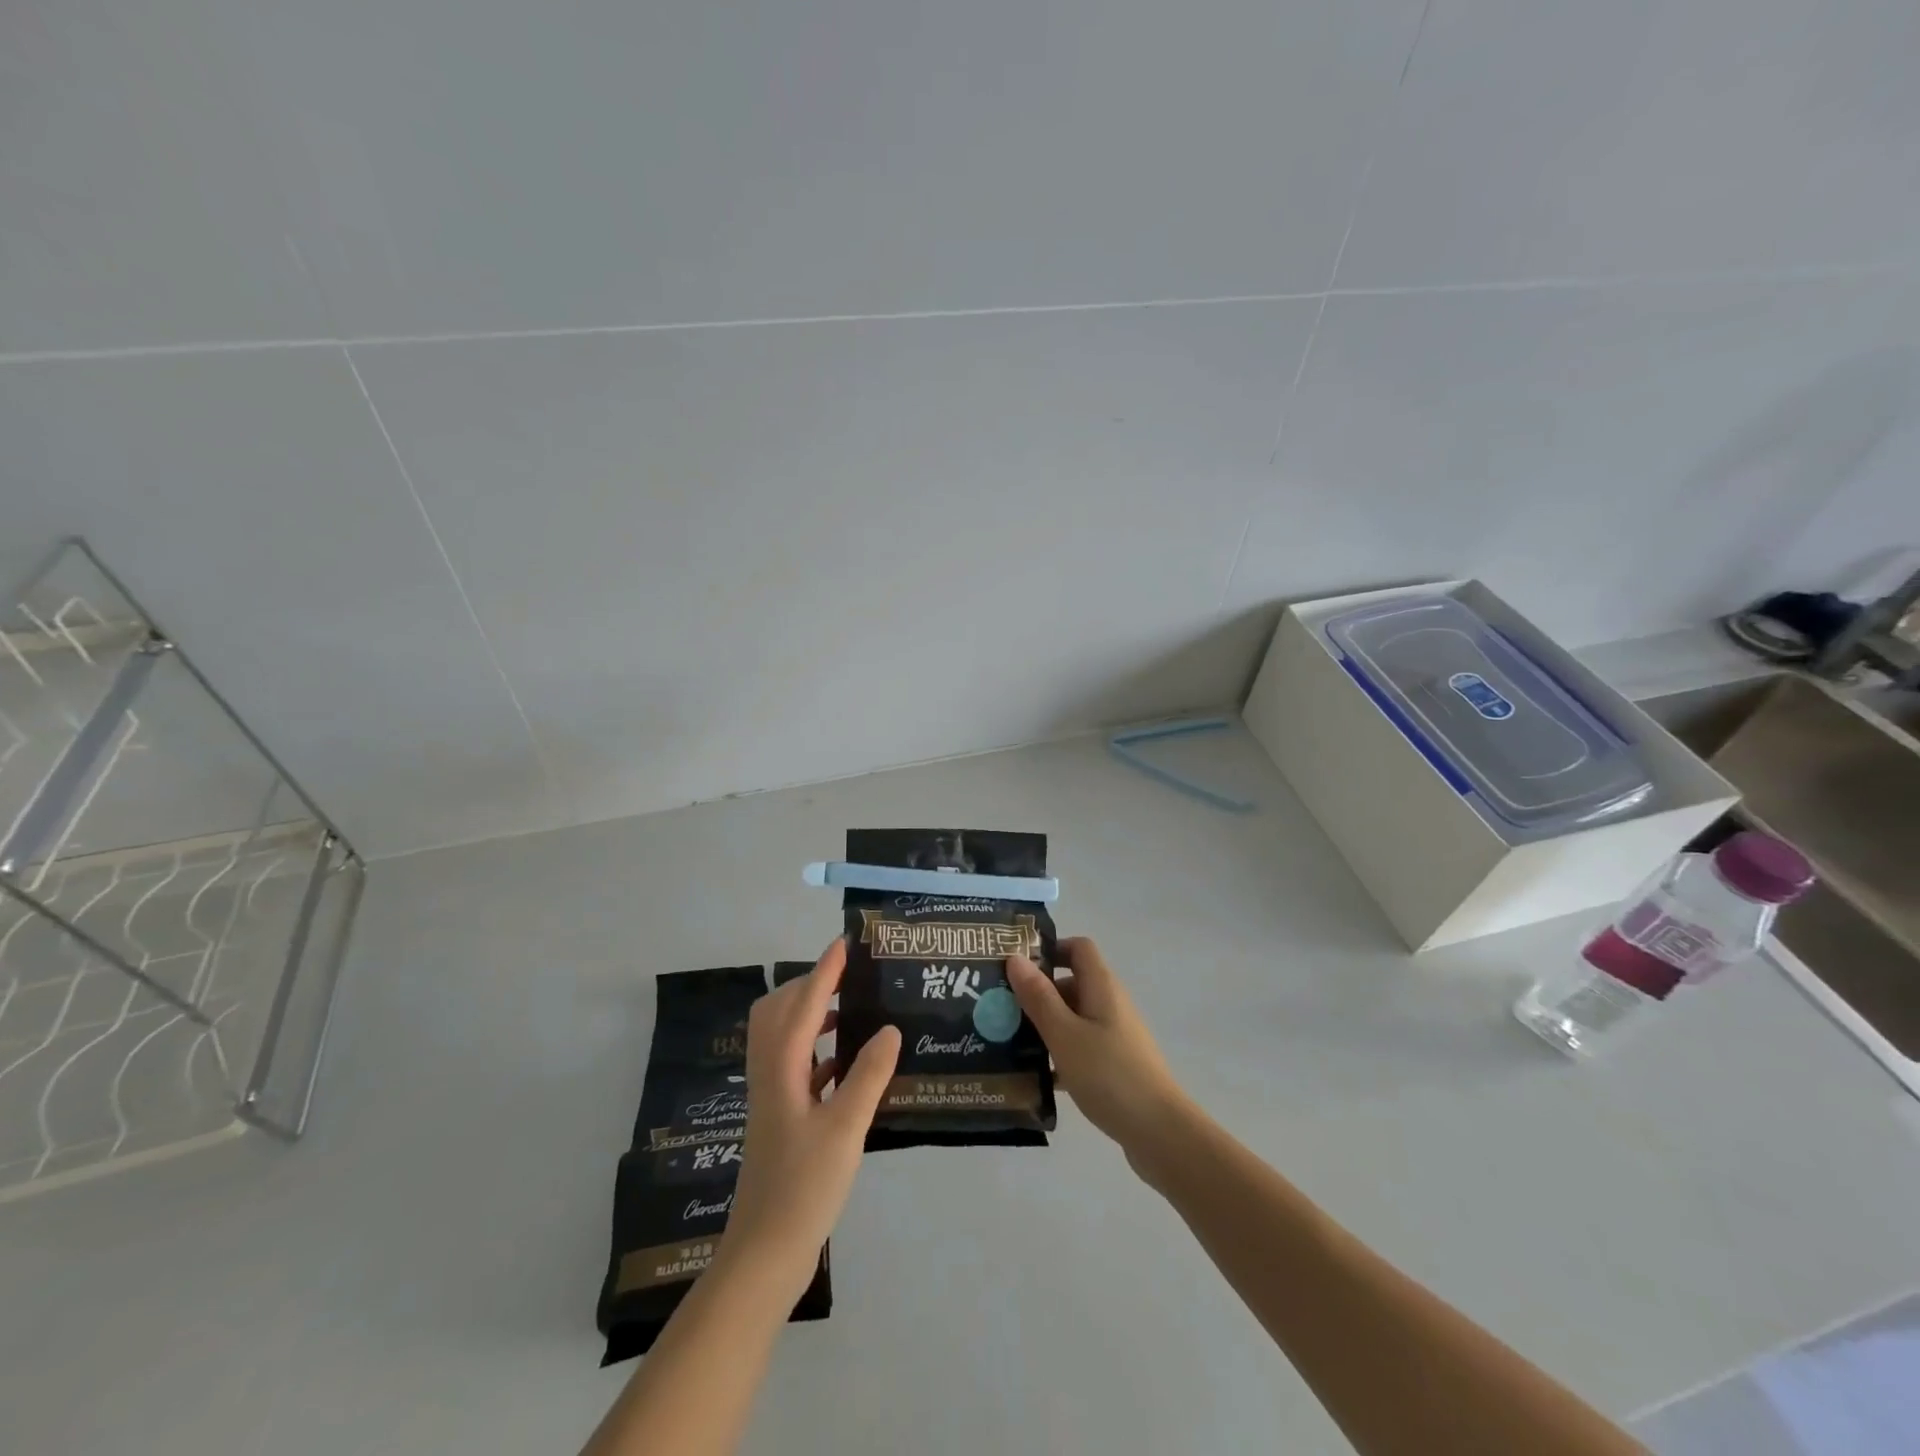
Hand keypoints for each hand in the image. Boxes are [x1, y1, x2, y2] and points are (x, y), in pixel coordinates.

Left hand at [723, 940, 900, 1298]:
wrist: (765, 1252)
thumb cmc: (804, 1186)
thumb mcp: (846, 1128)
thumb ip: (869, 1075)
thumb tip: (889, 1029)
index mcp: (782, 1066)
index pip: (805, 1003)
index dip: (825, 971)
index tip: (845, 943)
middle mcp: (771, 1072)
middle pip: (781, 1010)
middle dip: (810, 985)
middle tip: (848, 977)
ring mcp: (772, 1096)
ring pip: (784, 1037)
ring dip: (812, 1015)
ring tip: (851, 1011)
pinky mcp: (779, 1117)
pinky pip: (795, 1064)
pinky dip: (817, 1050)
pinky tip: (847, 1063)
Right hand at [1007, 937, 1193, 1180]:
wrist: (1159, 1132)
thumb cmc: (1109, 1074)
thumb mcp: (1064, 1033)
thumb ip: (1039, 997)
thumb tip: (1015, 957)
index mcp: (1102, 986)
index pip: (1078, 948)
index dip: (1050, 949)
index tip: (1017, 966)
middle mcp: (1110, 1003)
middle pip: (1071, 983)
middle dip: (1037, 992)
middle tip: (1000, 1007)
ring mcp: (1115, 1035)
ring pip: (1073, 1017)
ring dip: (1044, 1025)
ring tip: (1008, 1041)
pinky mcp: (1115, 1063)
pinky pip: (1080, 1046)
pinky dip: (1058, 1053)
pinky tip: (1035, 1076)